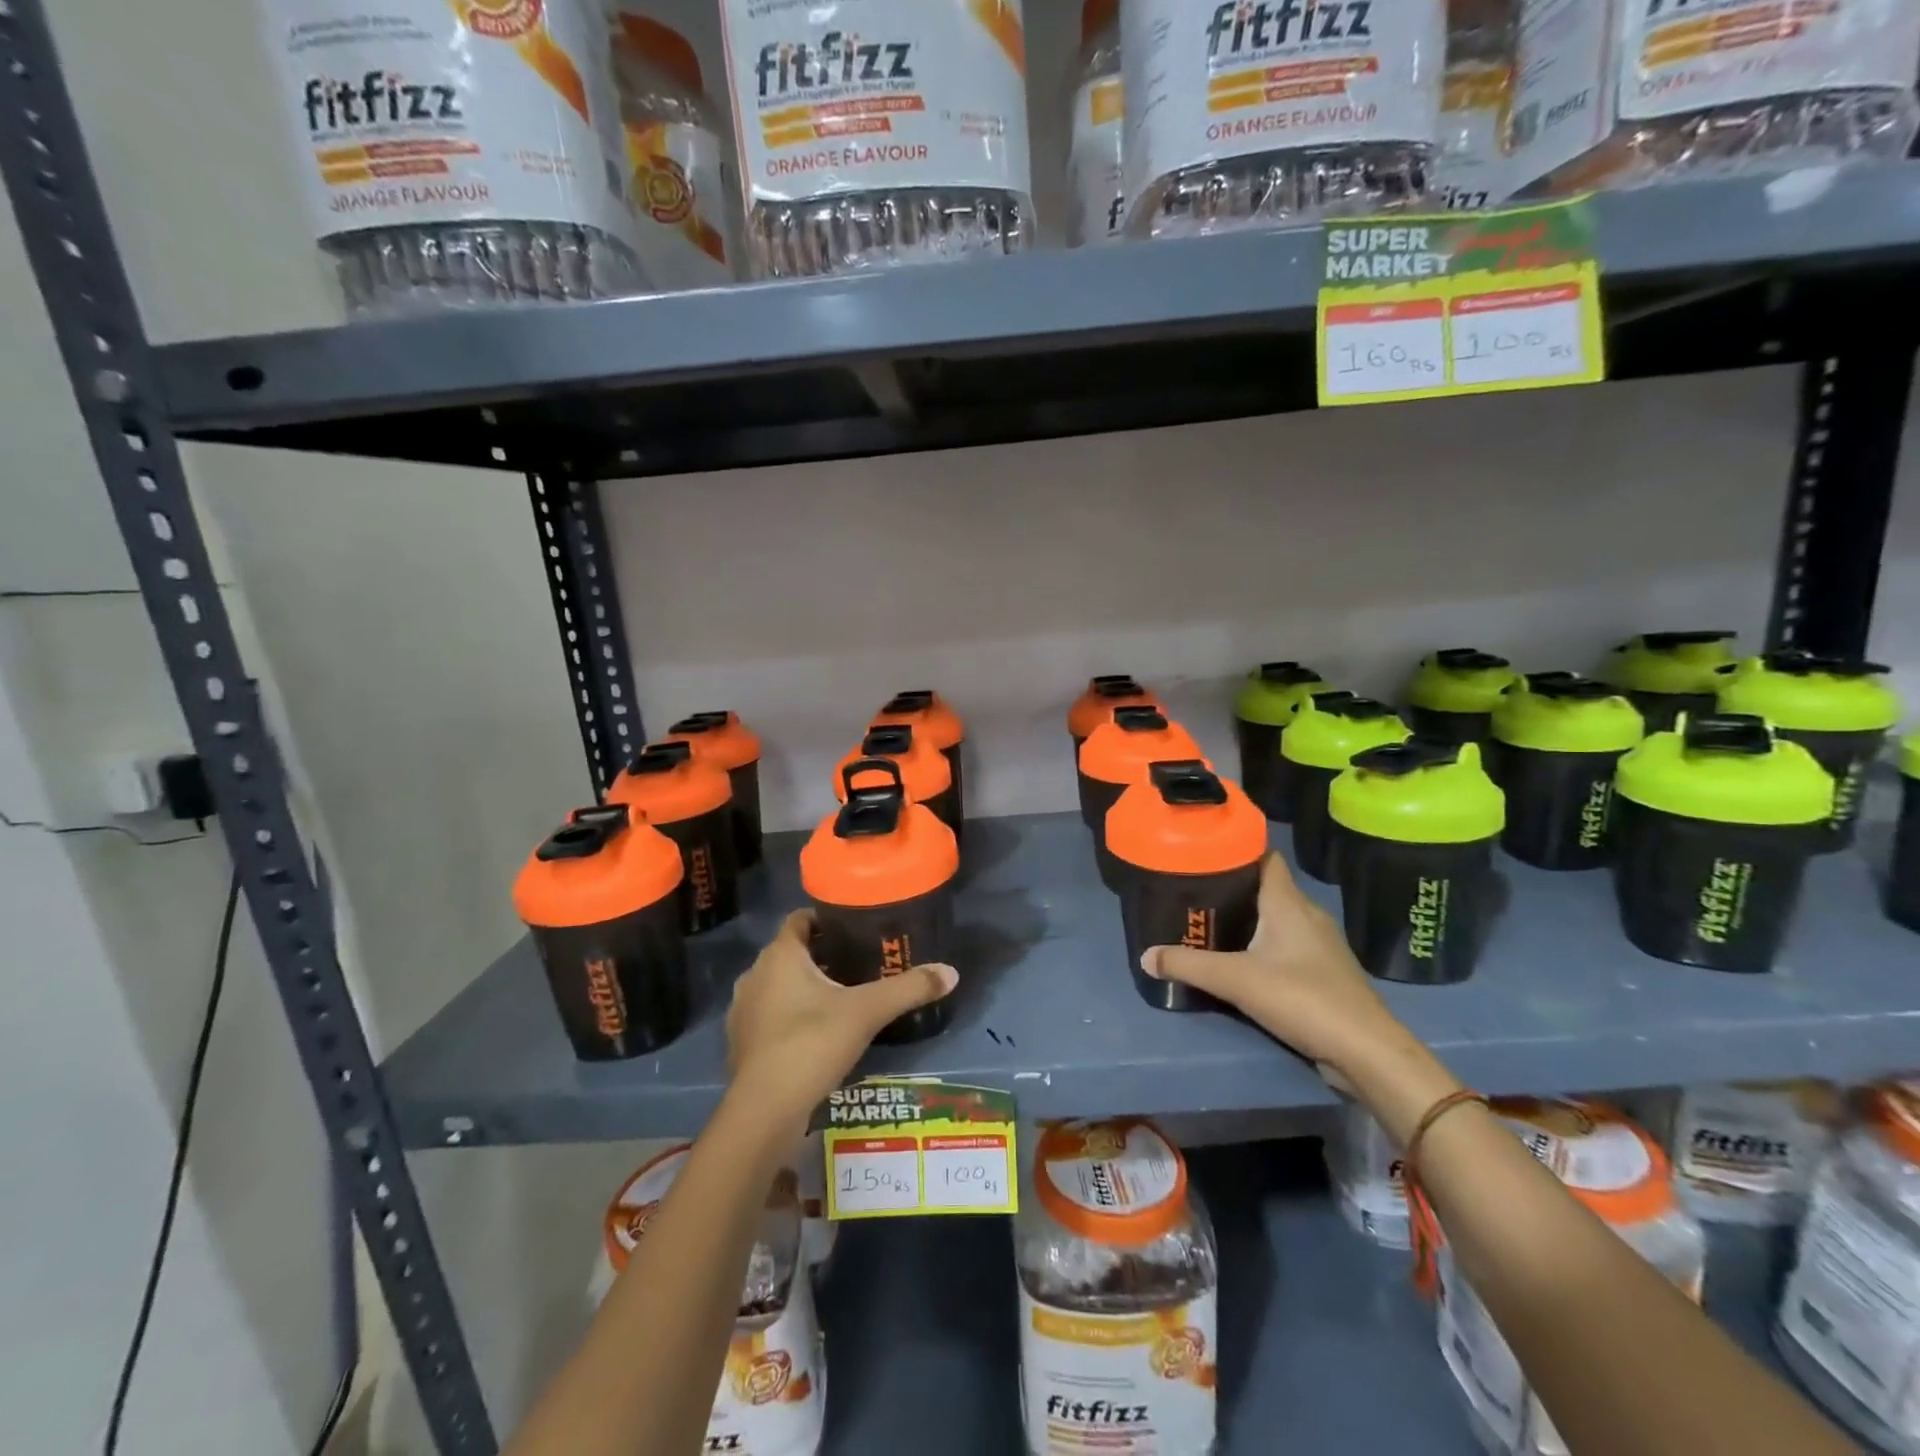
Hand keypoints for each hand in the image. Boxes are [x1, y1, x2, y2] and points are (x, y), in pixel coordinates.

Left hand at [725, 909, 956, 1127]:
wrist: (764, 1110)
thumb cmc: (812, 1043)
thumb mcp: (868, 1012)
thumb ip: (909, 989)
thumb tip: (951, 972)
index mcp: (780, 955)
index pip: (800, 919)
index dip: (826, 918)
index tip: (855, 927)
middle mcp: (755, 974)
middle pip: (793, 952)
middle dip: (823, 954)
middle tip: (860, 961)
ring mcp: (743, 1009)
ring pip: (779, 984)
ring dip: (805, 986)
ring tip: (843, 996)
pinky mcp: (740, 1041)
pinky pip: (770, 1013)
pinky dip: (791, 1014)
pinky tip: (817, 1032)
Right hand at [1140, 853, 1411, 1087]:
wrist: (1365, 1051)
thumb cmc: (1302, 998)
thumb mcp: (1235, 980)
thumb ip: (1188, 966)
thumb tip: (1145, 956)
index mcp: (1289, 903)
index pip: (1266, 858)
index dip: (1239, 850)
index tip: (1206, 852)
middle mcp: (1308, 915)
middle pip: (1269, 888)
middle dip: (1235, 887)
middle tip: (1196, 892)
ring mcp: (1321, 946)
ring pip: (1280, 919)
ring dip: (1251, 919)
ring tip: (1212, 924)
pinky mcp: (1326, 974)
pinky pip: (1289, 946)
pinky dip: (1266, 946)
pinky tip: (1244, 961)